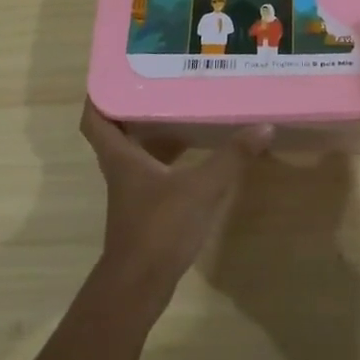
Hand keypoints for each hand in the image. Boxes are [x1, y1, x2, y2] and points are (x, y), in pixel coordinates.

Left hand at [79, 102, 270, 302]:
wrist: (140, 286)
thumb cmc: (160, 228)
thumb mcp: (201, 188)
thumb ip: (231, 158)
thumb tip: (264, 127)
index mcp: (121, 157)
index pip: (95, 119)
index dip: (100, 95)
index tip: (116, 73)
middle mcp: (120, 170)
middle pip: (117, 132)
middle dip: (133, 107)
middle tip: (160, 83)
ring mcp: (131, 193)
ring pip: (136, 152)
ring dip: (152, 132)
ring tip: (180, 108)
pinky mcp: (144, 211)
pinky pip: (152, 172)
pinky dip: (167, 158)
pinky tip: (193, 155)